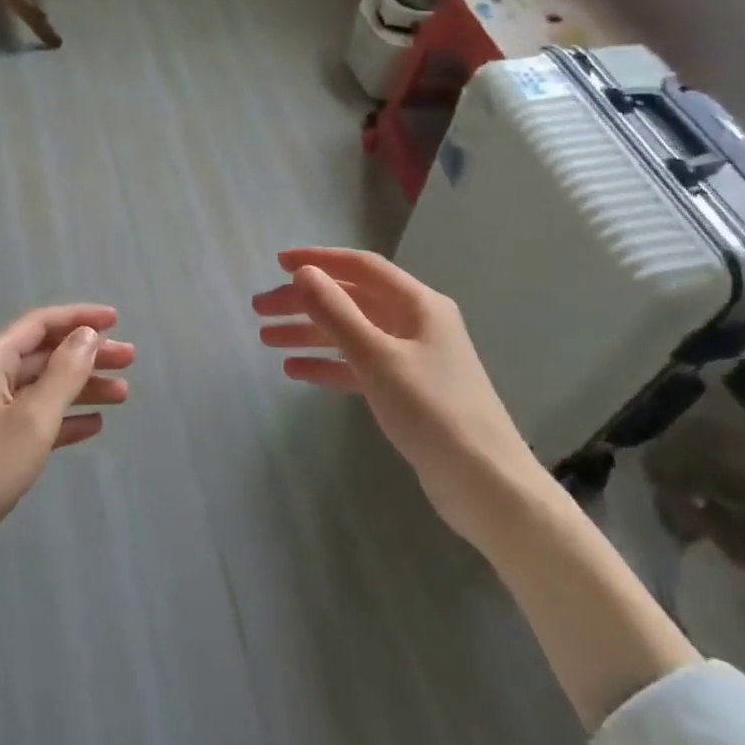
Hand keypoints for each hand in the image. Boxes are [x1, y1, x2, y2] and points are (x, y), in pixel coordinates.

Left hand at [0, 304, 133, 647]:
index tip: (117, 320)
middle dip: (86, 354)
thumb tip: (88, 334)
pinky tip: (92, 425)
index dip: (79, 317)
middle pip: (42, 354)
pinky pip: (31, 419)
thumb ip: (64, 372)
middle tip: (129, 360)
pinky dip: (62, 418)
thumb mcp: (32, 419)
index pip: (40, 323)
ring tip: (122, 395)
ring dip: (80, 387)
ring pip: (40, 387)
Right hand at [253, 248, 545, 543]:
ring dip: (310, 333)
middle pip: (351, 300)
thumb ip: (338, 313)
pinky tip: (294, 371)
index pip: (362, 267)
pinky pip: (358, 366)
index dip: (319, 260)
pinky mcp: (406, 391)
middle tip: (259, 310)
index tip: (278, 262)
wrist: (485, 484)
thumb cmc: (433, 411)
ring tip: (266, 339)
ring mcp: (411, 357)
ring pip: (351, 333)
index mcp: (418, 304)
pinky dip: (328, 365)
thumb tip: (304, 273)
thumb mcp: (378, 358)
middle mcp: (415, 323)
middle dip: (305, 302)